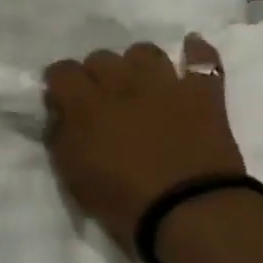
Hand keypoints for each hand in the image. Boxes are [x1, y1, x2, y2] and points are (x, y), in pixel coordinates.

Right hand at [43, 33, 245, 250]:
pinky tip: (191, 49)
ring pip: (144, 51)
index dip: (59, 84)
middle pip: (100, 57)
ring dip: (136, 64)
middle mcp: (121, 83)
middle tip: (100, 100)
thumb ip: (60, 136)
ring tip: (138, 83)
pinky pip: (204, 60)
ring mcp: (165, 84)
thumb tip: (60, 114)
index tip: (62, 102)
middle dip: (96, 74)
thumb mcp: (72, 175)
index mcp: (85, 103)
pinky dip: (197, 52)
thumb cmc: (123, 200)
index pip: (61, 70)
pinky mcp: (203, 95)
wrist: (192, 212)